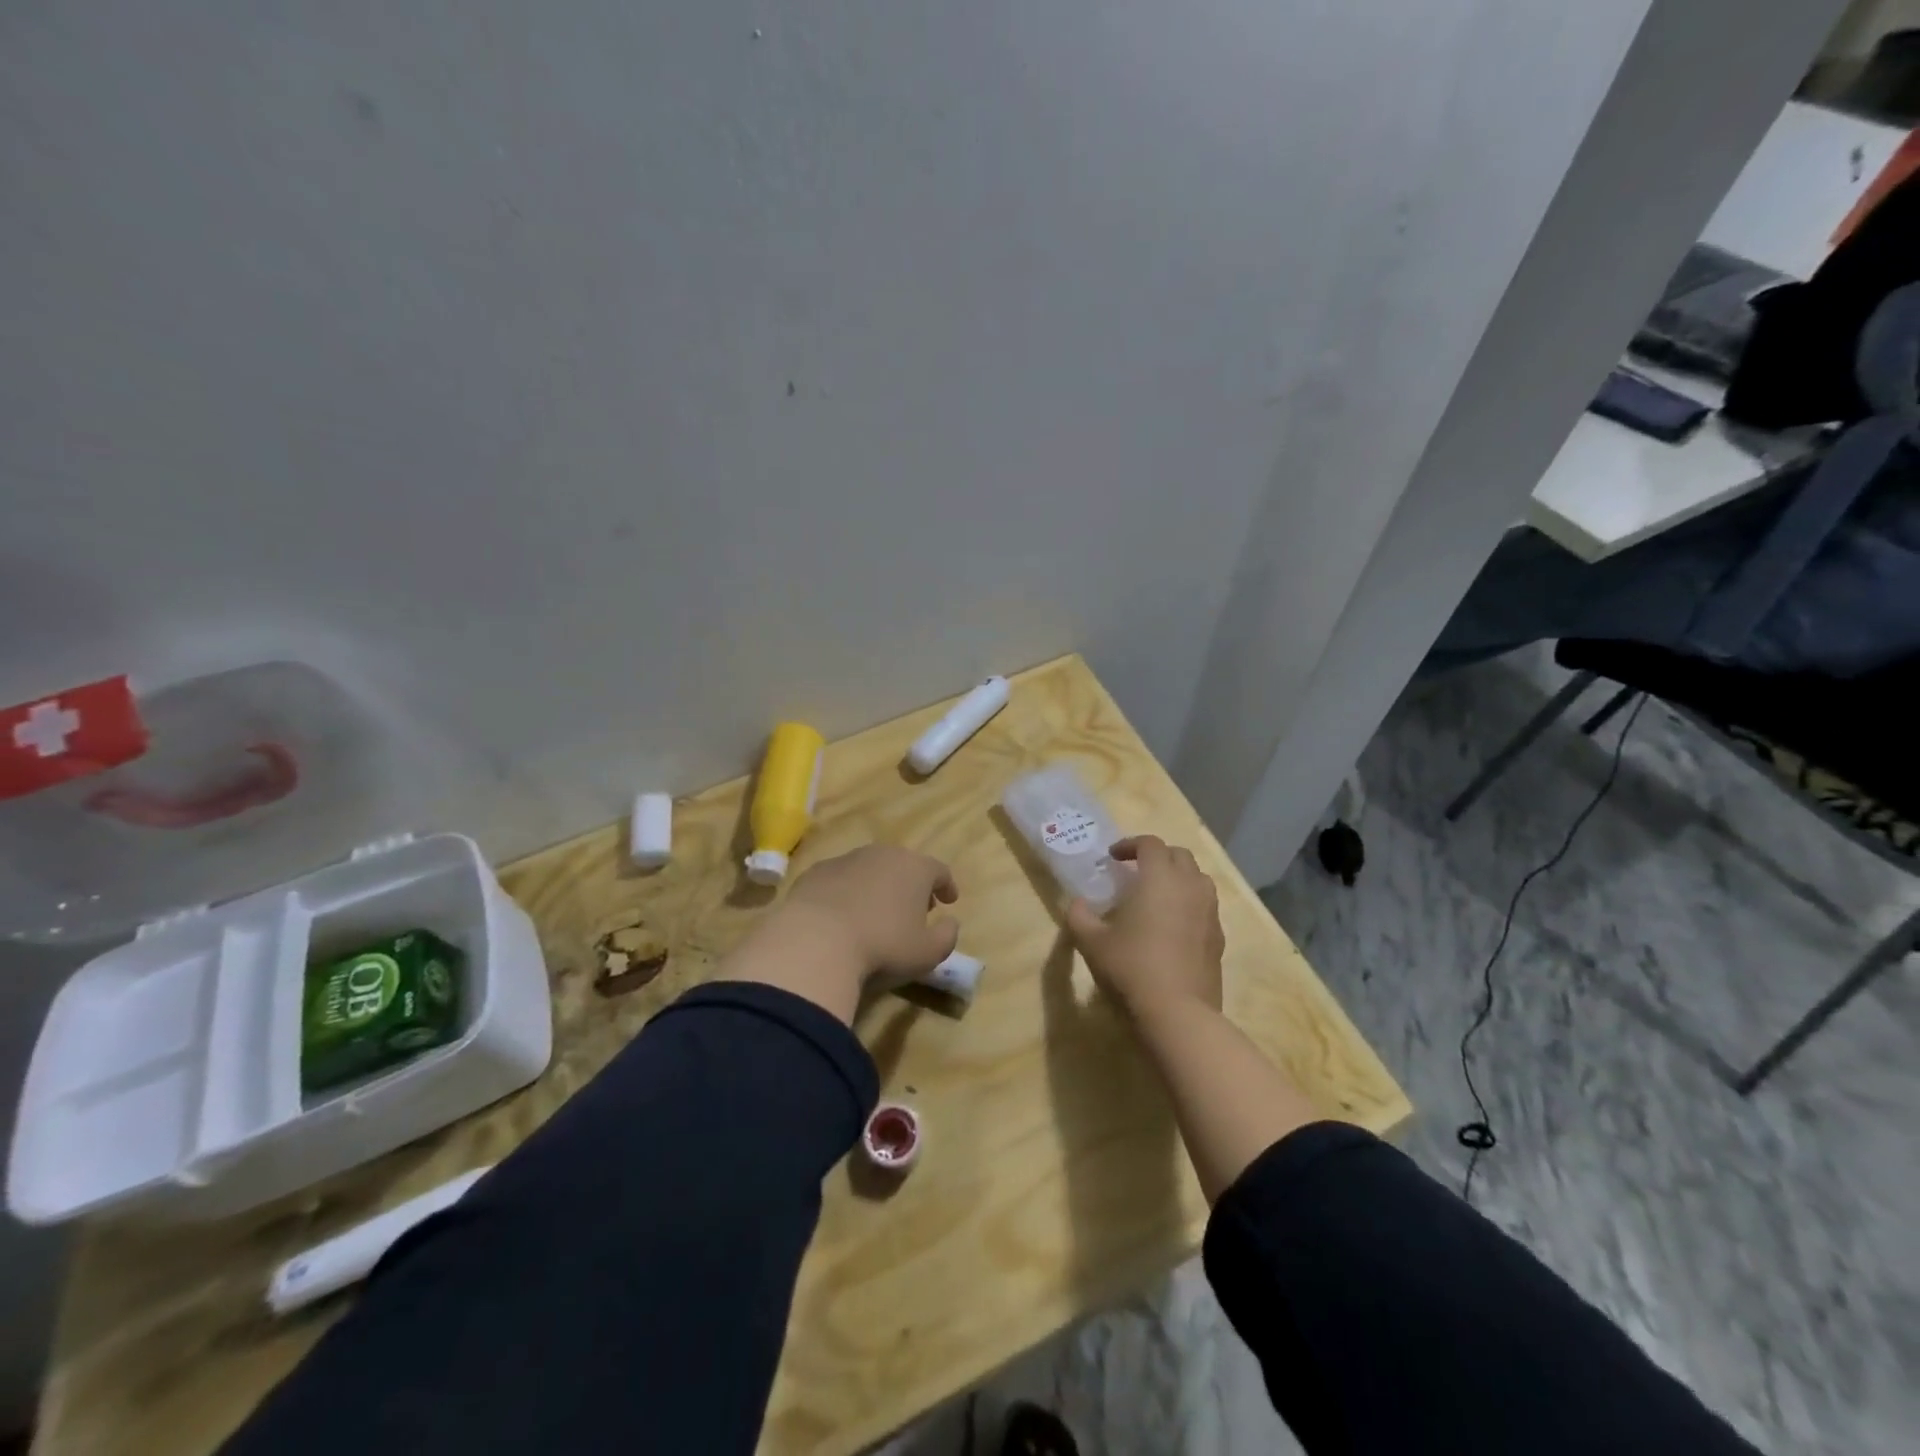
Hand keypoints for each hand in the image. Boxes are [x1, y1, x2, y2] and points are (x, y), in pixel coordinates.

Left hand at [783, 844, 960, 976]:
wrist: (815, 941)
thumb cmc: (882, 946)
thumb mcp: (928, 953)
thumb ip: (947, 936)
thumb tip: (950, 923)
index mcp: (915, 868)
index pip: (939, 870)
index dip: (946, 886)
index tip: (949, 901)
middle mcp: (882, 854)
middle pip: (904, 864)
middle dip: (912, 884)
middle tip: (914, 908)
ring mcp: (846, 860)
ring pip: (870, 869)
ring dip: (878, 886)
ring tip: (877, 912)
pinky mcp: (816, 872)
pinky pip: (841, 879)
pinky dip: (848, 892)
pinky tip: (843, 915)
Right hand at [1067, 836, 1222, 1018]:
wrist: (1178, 1011)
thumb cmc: (1131, 966)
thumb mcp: (1092, 942)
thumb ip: (1079, 916)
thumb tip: (1077, 904)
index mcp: (1159, 877)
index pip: (1149, 844)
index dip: (1130, 844)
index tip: (1113, 857)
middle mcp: (1190, 886)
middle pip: (1179, 855)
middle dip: (1157, 857)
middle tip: (1136, 872)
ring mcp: (1209, 911)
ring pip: (1198, 879)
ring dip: (1178, 878)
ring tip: (1157, 896)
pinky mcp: (1219, 937)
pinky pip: (1205, 907)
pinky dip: (1189, 905)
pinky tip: (1172, 927)